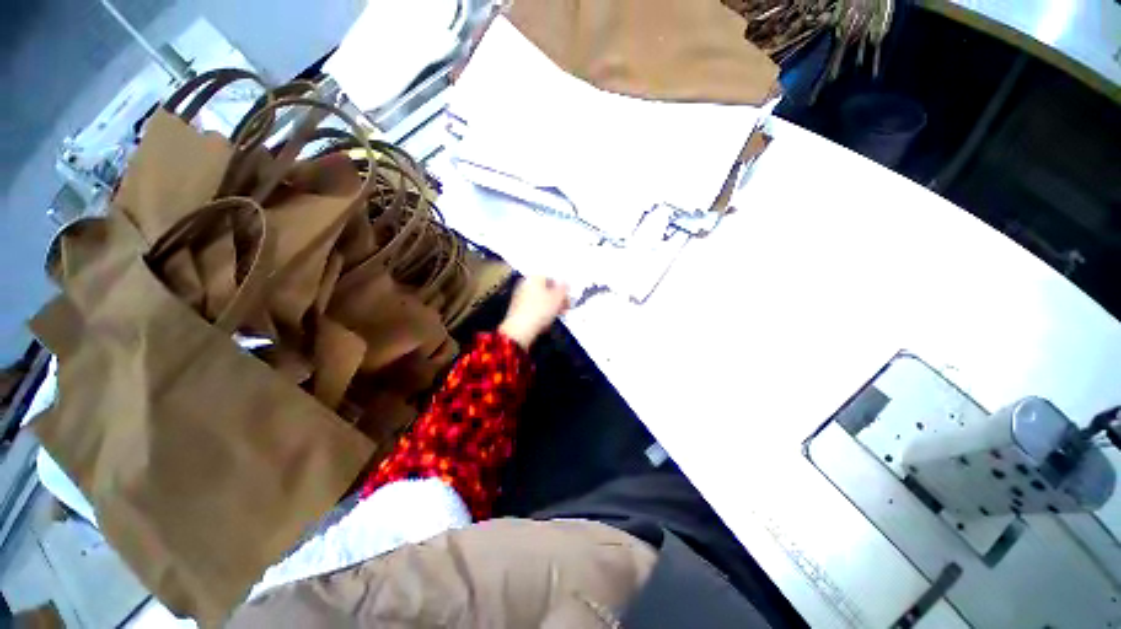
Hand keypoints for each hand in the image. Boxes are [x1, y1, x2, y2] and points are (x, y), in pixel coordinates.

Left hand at [499, 277, 569, 348]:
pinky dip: (540, 312)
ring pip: (540, 299)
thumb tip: (565, 283)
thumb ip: (564, 289)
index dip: (562, 289)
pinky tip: (545, 321)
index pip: (552, 278)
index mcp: (534, 277)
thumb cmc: (540, 311)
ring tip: (556, 315)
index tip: (567, 298)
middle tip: (564, 307)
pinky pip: (533, 307)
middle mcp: (525, 283)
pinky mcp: (517, 308)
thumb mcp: (558, 298)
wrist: (520, 329)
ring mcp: (519, 296)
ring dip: (549, 306)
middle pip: (545, 289)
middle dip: (556, 298)